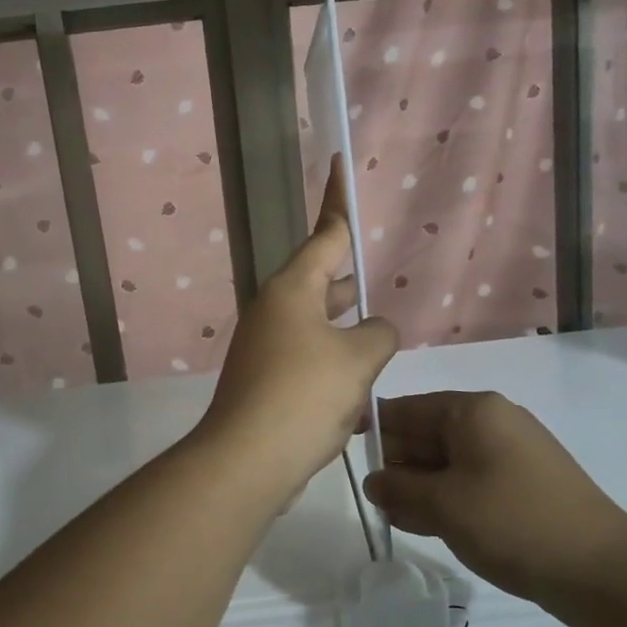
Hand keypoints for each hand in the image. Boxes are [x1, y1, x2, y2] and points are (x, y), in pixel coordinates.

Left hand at [197, 160, 398, 499]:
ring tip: (376, 336)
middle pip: (319, 280)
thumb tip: (375, 331)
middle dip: (348, 281)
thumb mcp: (357, 359)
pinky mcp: (265, 382)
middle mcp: (274, 311)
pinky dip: (333, 366)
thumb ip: (378, 334)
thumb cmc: (304, 395)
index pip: (326, 235)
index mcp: (292, 290)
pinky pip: (307, 360)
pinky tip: (358, 391)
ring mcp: (265, 347)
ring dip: (345, 330)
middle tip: (373, 274)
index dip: (339, 201)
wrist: (247, 461)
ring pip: (316, 324)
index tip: (341, 166)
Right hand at [363, 391, 626, 618]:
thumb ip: (399, 488)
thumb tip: (373, 481)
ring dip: (418, 487)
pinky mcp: (522, 486)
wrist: (602, 570)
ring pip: (447, 462)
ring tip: (392, 516)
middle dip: (396, 465)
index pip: (407, 408)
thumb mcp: (444, 505)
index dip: (374, 429)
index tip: (347, 457)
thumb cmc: (514, 523)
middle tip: (370, 498)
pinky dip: (445, 499)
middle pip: (427, 434)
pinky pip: (470, 483)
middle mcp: (492, 423)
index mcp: (473, 411)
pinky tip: (423, 524)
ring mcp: (510, 455)